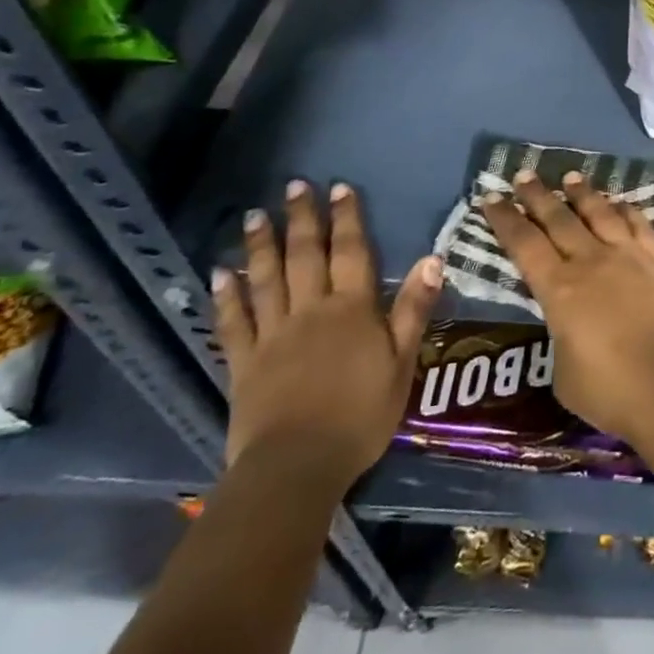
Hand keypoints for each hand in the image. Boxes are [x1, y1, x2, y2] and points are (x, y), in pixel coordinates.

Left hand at [212, 180, 441, 488]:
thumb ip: (414, 309)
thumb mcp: (402, 364)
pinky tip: (220, 273)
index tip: (339, 188)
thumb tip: (433, 259)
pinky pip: (234, 322)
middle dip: (302, 218)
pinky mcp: (244, 363)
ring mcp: (273, 335)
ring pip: (266, 279)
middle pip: (305, 256)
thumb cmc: (360, 416)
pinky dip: (227, 296)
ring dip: (262, 244)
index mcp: (351, 309)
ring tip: (255, 214)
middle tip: (294, 185)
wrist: (297, 467)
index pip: (351, 252)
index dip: (346, 218)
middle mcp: (310, 310)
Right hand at [482, 170, 653, 443]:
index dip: (505, 219)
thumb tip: (567, 321)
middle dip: (537, 195)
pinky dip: (626, 210)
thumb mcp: (562, 369)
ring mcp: (628, 255)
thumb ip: (561, 332)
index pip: (524, 243)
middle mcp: (590, 261)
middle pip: (558, 218)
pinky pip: (639, 224)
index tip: (492, 197)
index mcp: (558, 288)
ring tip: (570, 177)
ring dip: (582, 192)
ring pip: (599, 212)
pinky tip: (620, 203)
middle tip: (524, 174)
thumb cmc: (608, 391)